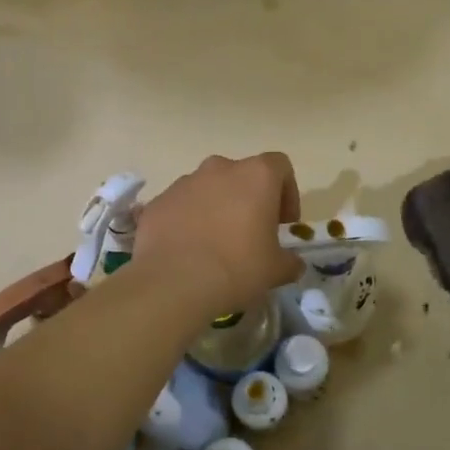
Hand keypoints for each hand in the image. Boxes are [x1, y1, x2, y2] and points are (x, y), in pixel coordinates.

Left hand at [135, 154, 303, 319]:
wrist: (174, 283)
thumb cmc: (237, 268)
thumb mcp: (276, 270)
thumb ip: (290, 260)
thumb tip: (292, 263)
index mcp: (255, 176)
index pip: (280, 166)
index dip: (287, 192)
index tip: (283, 222)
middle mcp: (219, 168)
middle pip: (241, 175)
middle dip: (249, 199)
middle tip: (250, 233)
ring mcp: (184, 182)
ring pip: (209, 189)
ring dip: (217, 208)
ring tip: (216, 244)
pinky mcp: (158, 201)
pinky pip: (181, 206)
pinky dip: (188, 220)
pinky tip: (189, 250)